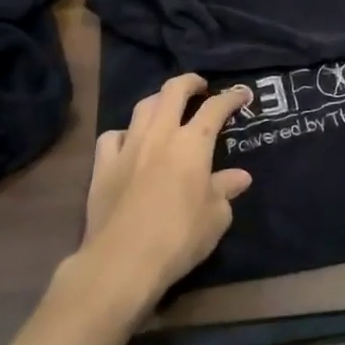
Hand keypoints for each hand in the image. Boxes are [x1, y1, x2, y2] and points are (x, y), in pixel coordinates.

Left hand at [77, 74, 253, 298]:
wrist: (122, 262)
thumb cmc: (179, 237)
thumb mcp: (216, 217)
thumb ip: (226, 190)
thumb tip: (240, 177)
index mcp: (193, 143)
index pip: (215, 108)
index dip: (231, 97)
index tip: (242, 94)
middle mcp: (160, 135)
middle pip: (173, 91)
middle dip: (190, 82)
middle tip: (200, 87)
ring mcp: (128, 148)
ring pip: (143, 107)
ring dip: (158, 101)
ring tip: (167, 109)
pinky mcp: (102, 167)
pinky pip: (112, 136)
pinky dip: (124, 134)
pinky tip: (129, 144)